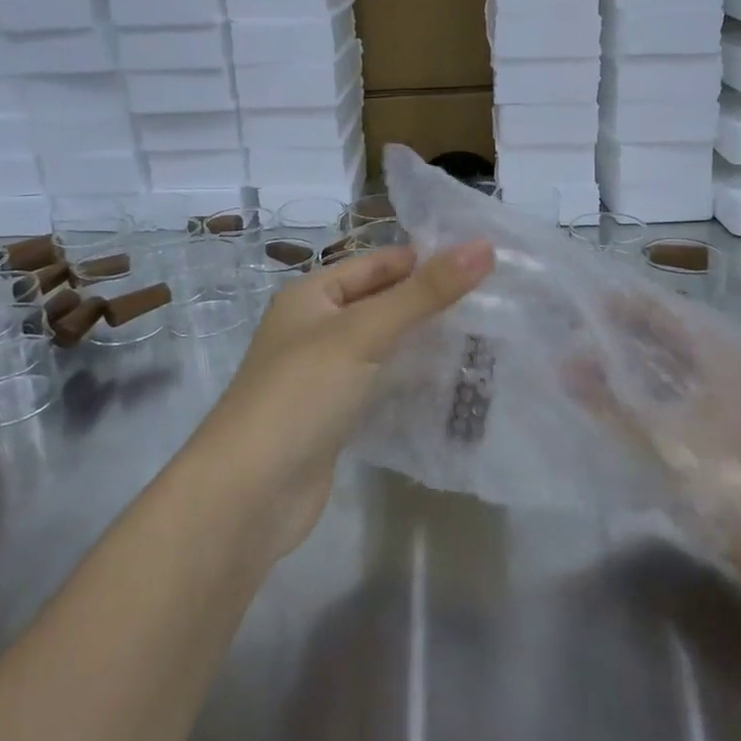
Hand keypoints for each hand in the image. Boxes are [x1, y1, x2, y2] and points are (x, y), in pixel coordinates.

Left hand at [189, 240, 494, 556]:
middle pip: (380, 303)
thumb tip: (484, 246)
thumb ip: (425, 292)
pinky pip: (378, 385)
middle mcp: (314, 329)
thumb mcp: (365, 332)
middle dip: (428, 303)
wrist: (249, 495)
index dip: (424, 260)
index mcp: (311, 295)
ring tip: (482, 339)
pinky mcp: (333, 417)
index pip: (376, 263)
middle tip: (492, 302)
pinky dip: (408, 381)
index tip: (482, 262)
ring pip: (381, 346)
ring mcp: (322, 376)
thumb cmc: (302, 393)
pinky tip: (448, 385)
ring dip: (422, 343)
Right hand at [565, 290, 740, 559]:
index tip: (572, 304)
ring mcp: (731, 418)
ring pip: (669, 384)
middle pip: (666, 345)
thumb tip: (563, 363)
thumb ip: (610, 402)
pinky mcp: (730, 457)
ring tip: (575, 378)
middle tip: (565, 340)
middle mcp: (728, 377)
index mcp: (721, 356)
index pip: (662, 311)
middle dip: (618, 341)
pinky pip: (675, 421)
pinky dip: (642, 416)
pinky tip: (609, 427)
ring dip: (628, 380)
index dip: (619, 305)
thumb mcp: (666, 440)